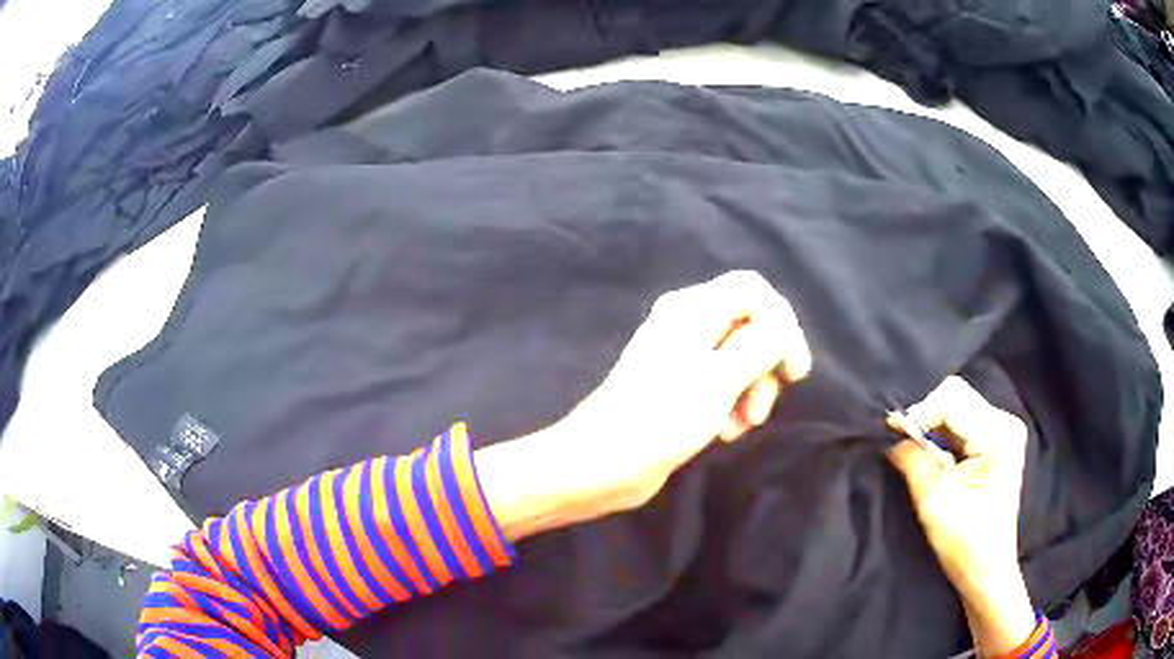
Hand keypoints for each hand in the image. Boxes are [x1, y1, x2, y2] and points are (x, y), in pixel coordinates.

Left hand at [476, 271, 810, 539]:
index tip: (793, 372)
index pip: (753, 290)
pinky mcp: (678, 385)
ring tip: (738, 427)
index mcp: (693, 309)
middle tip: (759, 411)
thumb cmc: (662, 418)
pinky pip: (721, 382)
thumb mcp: (721, 379)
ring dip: (750, 392)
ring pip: (739, 359)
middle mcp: (687, 323)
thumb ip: (760, 344)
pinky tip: (723, 432)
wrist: (603, 462)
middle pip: (750, 326)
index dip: (783, 323)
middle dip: (765, 368)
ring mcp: (681, 355)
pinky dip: (731, 403)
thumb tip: (781, 326)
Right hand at [886, 376, 1034, 655]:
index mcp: (998, 434)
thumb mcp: (934, 500)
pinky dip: (944, 439)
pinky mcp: (998, 443)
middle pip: (956, 399)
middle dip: (927, 421)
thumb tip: (892, 434)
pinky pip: (964, 424)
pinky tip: (938, 462)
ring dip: (934, 431)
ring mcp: (1004, 432)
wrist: (986, 571)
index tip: (894, 435)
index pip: (952, 399)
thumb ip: (913, 459)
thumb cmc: (964, 542)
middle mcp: (1005, 423)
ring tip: (921, 459)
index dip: (920, 413)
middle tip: (906, 450)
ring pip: (958, 409)